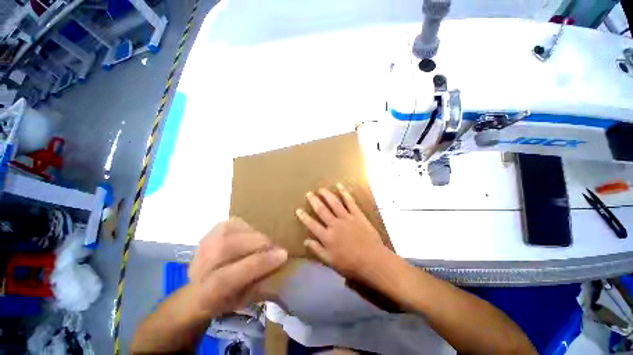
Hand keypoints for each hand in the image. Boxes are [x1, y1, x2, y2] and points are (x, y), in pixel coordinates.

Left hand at [187, 218, 287, 316]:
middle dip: (260, 244)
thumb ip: (260, 284)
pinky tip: (253, 236)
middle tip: (275, 247)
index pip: (228, 277)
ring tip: (265, 243)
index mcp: (205, 294)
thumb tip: (280, 263)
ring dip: (254, 235)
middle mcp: (199, 267)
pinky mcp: (211, 231)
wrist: (198, 290)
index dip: (259, 263)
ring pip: (231, 231)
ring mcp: (203, 245)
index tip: (283, 255)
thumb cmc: (226, 299)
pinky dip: (248, 228)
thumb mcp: (244, 301)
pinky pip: (233, 223)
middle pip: (228, 247)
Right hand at [295, 183, 388, 279]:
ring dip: (327, 195)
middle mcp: (335, 225)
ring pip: (334, 203)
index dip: (304, 217)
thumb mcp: (330, 262)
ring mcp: (346, 218)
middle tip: (309, 193)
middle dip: (314, 201)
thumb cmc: (351, 264)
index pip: (312, 225)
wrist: (373, 261)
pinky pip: (350, 202)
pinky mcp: (357, 215)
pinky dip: (344, 193)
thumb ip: (317, 250)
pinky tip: (340, 186)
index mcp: (327, 237)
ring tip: (321, 189)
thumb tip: (305, 240)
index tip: (298, 209)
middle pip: (322, 210)